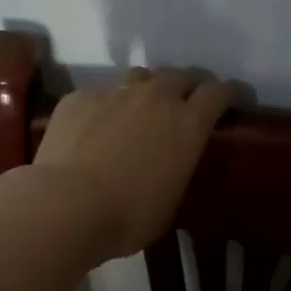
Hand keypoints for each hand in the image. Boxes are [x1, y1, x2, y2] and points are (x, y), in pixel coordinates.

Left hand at [33, 67, 235, 259]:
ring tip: (138, 110)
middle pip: (180, 75)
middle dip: (185, 87)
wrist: (66, 204)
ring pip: (140, 77)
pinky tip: (92, 129)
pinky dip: (104, 107)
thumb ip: (177, 168)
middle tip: (180, 107)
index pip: (218, 92)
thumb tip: (171, 162)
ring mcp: (115, 91)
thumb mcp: (171, 200)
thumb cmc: (129, 215)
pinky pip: (100, 94)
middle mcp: (156, 97)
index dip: (223, 96)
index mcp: (188, 122)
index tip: (224, 104)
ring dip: (146, 89)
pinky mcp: (80, 97)